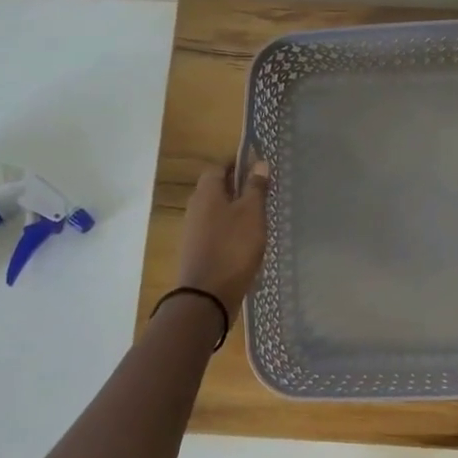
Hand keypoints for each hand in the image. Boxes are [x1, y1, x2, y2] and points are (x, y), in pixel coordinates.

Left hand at [175, 158, 270, 313]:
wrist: (208, 295)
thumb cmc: (233, 247)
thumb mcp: (251, 213)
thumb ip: (255, 187)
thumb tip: (259, 162)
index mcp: (207, 192)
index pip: (219, 166)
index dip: (238, 164)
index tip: (259, 167)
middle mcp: (196, 206)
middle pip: (216, 188)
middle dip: (237, 186)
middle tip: (263, 190)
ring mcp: (194, 230)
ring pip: (216, 210)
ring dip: (235, 209)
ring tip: (260, 215)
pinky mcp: (198, 250)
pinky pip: (216, 230)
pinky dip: (231, 228)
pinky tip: (247, 239)